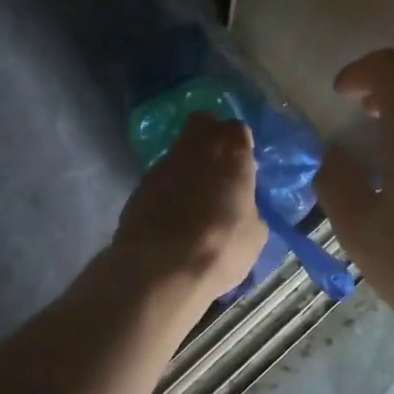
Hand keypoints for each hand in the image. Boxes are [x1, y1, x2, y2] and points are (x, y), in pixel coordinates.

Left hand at [113, 112, 266, 297]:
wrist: (161, 269)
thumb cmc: (221, 247)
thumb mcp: (254, 234)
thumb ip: (249, 209)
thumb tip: (242, 209)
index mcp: (231, 153)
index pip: (237, 129)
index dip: (240, 146)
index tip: (243, 166)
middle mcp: (196, 148)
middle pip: (202, 125)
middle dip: (210, 139)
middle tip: (219, 169)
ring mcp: (162, 165)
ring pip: (179, 153)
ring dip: (187, 169)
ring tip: (194, 202)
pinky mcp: (138, 186)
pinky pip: (160, 180)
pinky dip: (167, 191)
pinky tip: (172, 218)